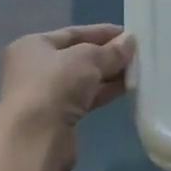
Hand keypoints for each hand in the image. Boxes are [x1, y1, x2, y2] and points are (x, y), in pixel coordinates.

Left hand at [0, 24, 134, 170]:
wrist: (36, 138)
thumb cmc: (55, 85)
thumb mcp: (88, 59)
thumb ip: (111, 50)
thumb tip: (130, 41)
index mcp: (33, 45)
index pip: (73, 33)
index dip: (102, 32)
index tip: (129, 34)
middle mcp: (35, 68)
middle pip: (78, 56)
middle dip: (107, 55)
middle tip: (137, 54)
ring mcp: (45, 95)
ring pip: (83, 79)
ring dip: (108, 75)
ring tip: (137, 71)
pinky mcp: (57, 118)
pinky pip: (85, 99)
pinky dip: (103, 93)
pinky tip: (126, 88)